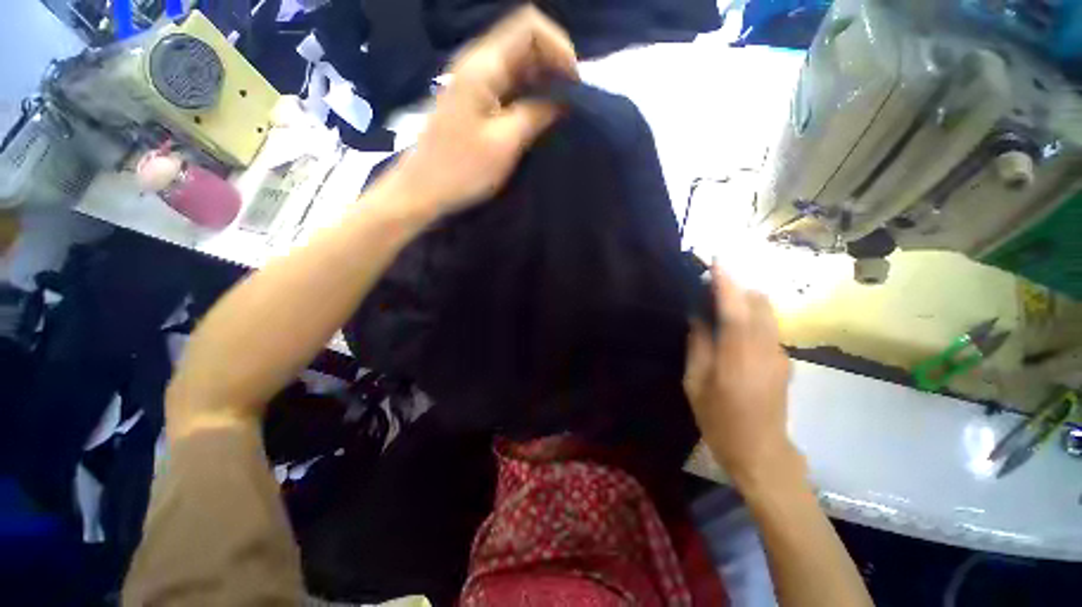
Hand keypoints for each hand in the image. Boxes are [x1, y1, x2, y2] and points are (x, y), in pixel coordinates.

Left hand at [392, 7, 576, 213]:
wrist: (424, 188)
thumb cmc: (462, 169)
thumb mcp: (505, 144)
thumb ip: (536, 114)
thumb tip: (562, 100)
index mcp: (484, 66)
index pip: (530, 27)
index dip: (559, 47)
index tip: (574, 84)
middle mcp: (478, 62)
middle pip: (525, 41)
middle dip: (554, 64)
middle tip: (571, 100)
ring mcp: (475, 80)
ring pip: (518, 62)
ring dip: (543, 80)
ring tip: (561, 109)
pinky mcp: (475, 98)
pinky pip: (509, 83)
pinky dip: (529, 92)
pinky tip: (540, 113)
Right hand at [683, 265, 802, 488]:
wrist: (763, 454)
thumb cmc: (720, 422)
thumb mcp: (696, 385)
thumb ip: (698, 347)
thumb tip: (698, 318)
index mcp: (738, 358)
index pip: (735, 309)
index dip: (726, 282)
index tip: (717, 259)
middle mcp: (766, 350)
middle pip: (759, 303)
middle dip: (737, 287)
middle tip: (711, 288)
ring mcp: (780, 355)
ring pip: (767, 313)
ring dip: (744, 302)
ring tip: (719, 307)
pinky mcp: (785, 361)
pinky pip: (768, 328)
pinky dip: (751, 318)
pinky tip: (733, 331)